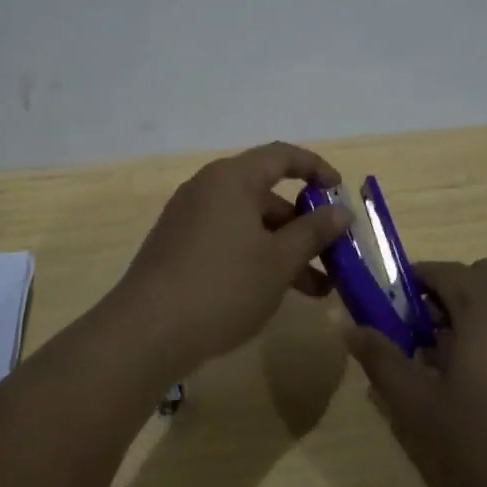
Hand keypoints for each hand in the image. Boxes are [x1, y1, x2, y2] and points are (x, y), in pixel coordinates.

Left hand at [111, 142, 352, 373]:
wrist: (147, 331)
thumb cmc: (223, 286)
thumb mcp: (279, 261)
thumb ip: (313, 232)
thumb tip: (340, 212)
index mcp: (232, 179)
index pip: (282, 156)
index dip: (315, 167)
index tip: (340, 191)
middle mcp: (207, 188)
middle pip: (266, 194)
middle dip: (303, 224)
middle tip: (332, 254)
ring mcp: (188, 218)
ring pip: (248, 223)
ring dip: (283, 248)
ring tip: (316, 289)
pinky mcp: (177, 246)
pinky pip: (227, 239)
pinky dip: (255, 256)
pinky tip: (273, 292)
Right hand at [345, 259, 486, 486]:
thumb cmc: (484, 451)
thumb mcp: (418, 406)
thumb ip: (382, 359)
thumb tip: (349, 324)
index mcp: (486, 309)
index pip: (443, 270)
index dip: (411, 282)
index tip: (388, 309)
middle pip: (482, 277)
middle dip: (449, 292)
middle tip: (421, 332)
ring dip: (473, 317)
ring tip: (444, 368)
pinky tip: (480, 394)